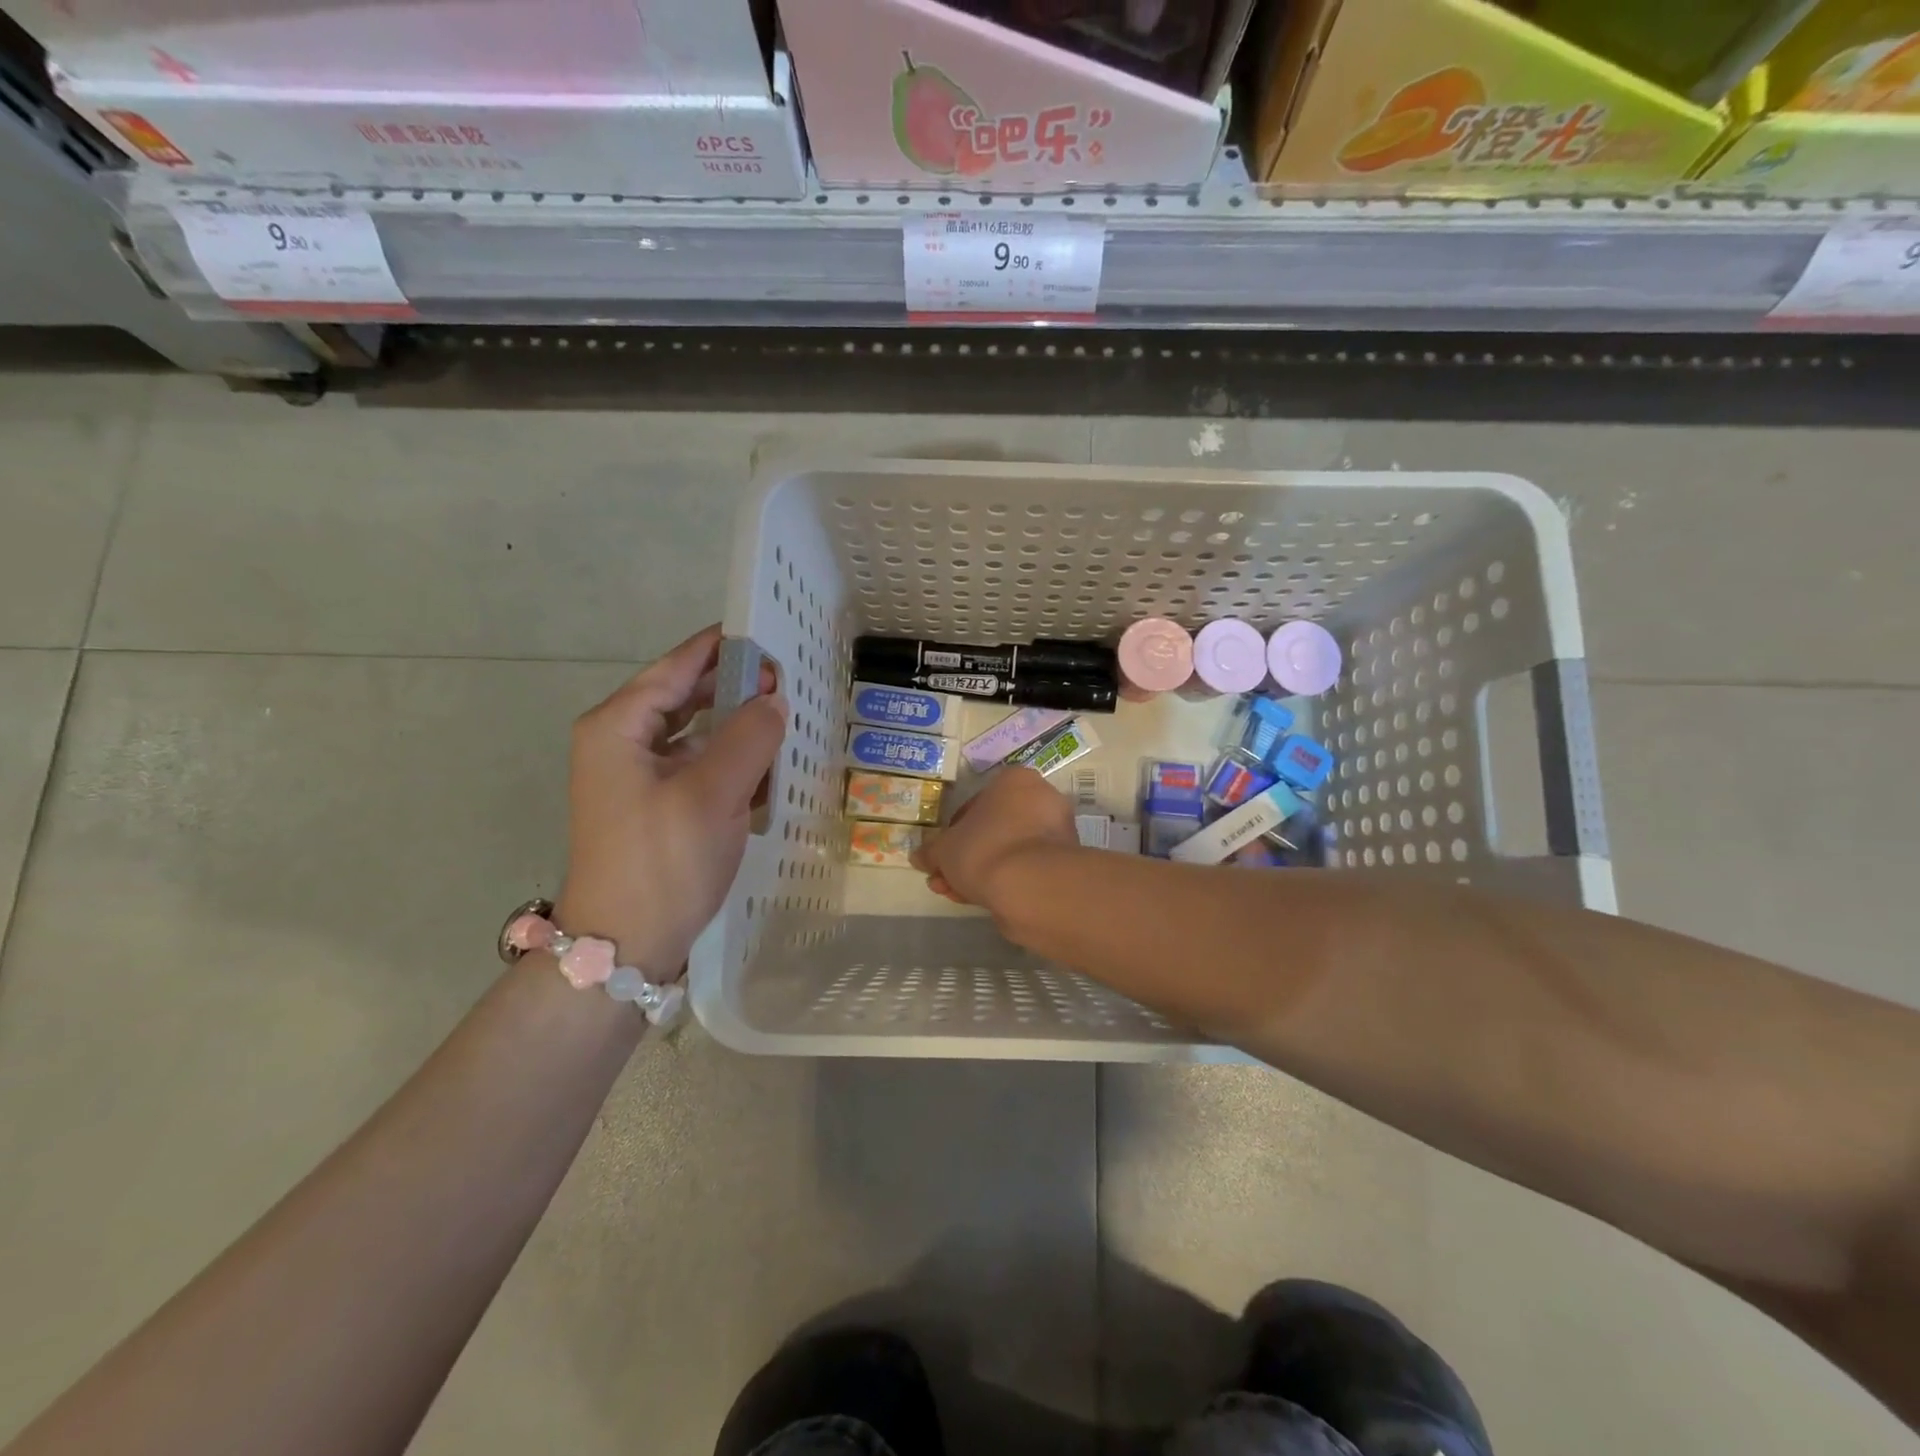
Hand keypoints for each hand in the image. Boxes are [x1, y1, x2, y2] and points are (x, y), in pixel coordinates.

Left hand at [557, 625, 784, 976]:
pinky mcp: (656, 807)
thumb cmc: (662, 862)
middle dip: (735, 686)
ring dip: (737, 725)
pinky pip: (698, 767)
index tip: (768, 633)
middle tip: (788, 680)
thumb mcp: (712, 794)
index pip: (676, 667)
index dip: (722, 648)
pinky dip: (731, 761)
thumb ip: (749, 737)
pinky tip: (768, 766)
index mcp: (619, 727)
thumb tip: (774, 700)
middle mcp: (622, 743)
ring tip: (785, 716)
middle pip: (685, 697)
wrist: (623, 948)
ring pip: (695, 733)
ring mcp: (637, 778)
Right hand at [912, 766, 1077, 913]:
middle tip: (946, 879)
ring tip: (958, 895)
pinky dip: (1005, 881)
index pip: (976, 803)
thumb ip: (932, 851)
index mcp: (1015, 780)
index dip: (953, 832)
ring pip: (1009, 851)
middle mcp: (1042, 798)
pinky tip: (981, 901)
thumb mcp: (944, 850)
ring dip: (982, 871)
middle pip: (994, 829)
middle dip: (966, 856)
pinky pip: (1026, 868)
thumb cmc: (984, 849)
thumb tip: (919, 857)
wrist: (1031, 886)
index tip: (943, 855)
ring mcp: (1057, 832)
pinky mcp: (1065, 863)